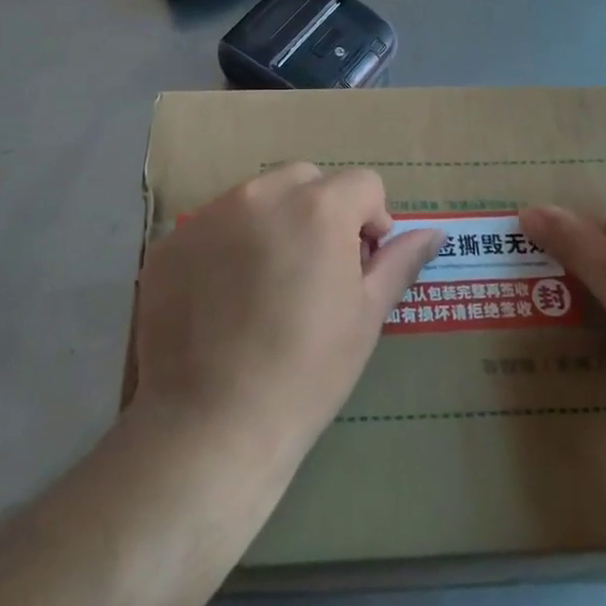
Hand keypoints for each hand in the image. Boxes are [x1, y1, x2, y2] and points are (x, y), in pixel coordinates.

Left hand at [131, 163, 443, 469]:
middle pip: (306, 179)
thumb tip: (435, 233)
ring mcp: (208, 216)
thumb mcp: (365, 317)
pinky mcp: (170, 243)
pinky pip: (214, 226)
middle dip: (322, 210)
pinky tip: (225, 299)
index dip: (372, 220)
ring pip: (256, 197)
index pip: (363, 183)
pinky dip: (228, 245)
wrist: (211, 425)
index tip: (361, 264)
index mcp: (317, 208)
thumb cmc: (306, 373)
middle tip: (317, 269)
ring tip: (268, 284)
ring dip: (274, 222)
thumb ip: (399, 263)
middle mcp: (260, 195)